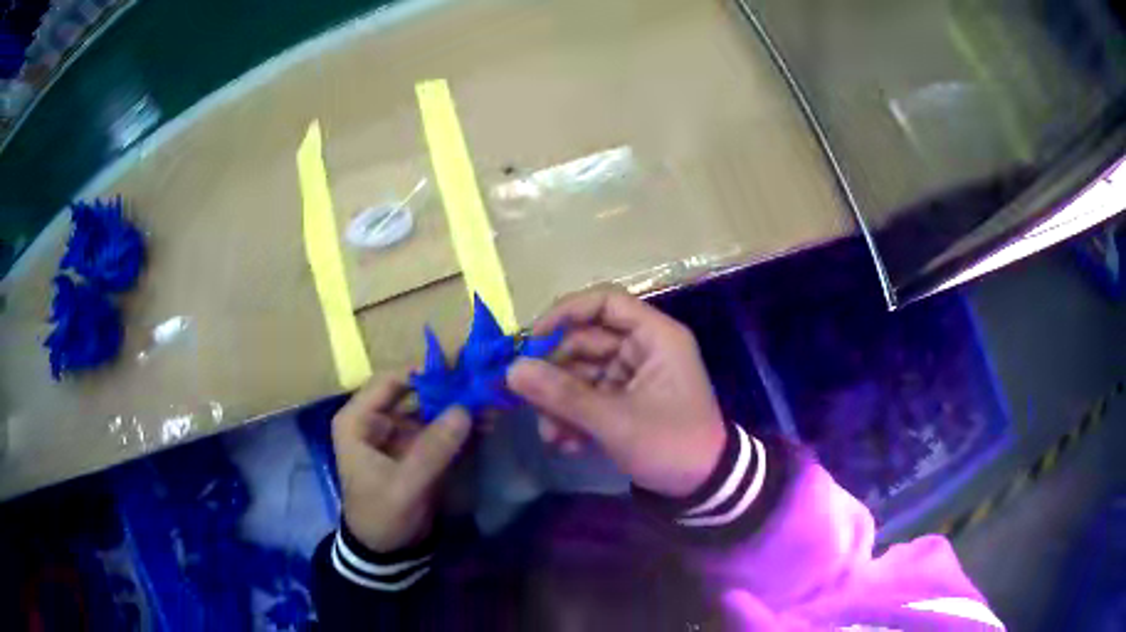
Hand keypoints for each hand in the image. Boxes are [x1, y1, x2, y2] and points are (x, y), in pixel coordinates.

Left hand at [332, 376, 470, 551]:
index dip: (424, 371)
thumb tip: (465, 409)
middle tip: (485, 383)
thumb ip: (432, 449)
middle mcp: (378, 419)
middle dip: (449, 389)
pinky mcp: (418, 449)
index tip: (461, 368)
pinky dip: (463, 426)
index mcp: (358, 421)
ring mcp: (399, 433)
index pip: (390, 381)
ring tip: (493, 403)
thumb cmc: (382, 515)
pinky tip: (487, 423)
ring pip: (432, 409)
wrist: (387, 551)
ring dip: (460, 406)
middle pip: (415, 391)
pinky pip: (441, 429)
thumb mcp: (405, 486)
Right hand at [507, 287, 725, 497]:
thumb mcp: (615, 421)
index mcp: (655, 337)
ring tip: (551, 436)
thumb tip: (511, 369)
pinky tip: (566, 444)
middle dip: (556, 375)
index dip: (565, 314)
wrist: (703, 487)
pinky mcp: (626, 401)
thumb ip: (563, 395)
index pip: (604, 303)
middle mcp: (643, 348)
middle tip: (528, 401)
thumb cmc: (669, 444)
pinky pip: (591, 396)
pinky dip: (575, 416)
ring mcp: (634, 375)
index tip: (530, 340)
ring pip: (583, 373)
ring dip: (561, 403)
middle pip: (585, 342)